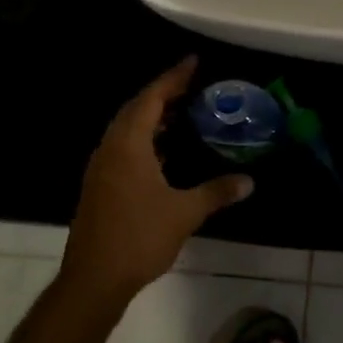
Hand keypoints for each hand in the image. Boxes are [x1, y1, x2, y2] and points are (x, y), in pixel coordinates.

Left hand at [60, 58, 253, 309]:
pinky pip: (124, 148)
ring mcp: (102, 169)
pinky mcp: (101, 186)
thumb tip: (248, 181)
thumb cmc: (139, 238)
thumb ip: (216, 192)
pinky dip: (146, 139)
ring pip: (127, 130)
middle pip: (136, 109)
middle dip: (163, 94)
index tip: (193, 62)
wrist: (94, 280)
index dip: (173, 78)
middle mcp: (110, 149)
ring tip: (183, 112)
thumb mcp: (184, 212)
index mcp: (128, 146)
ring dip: (153, 117)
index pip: (151, 99)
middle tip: (192, 86)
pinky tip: (166, 151)